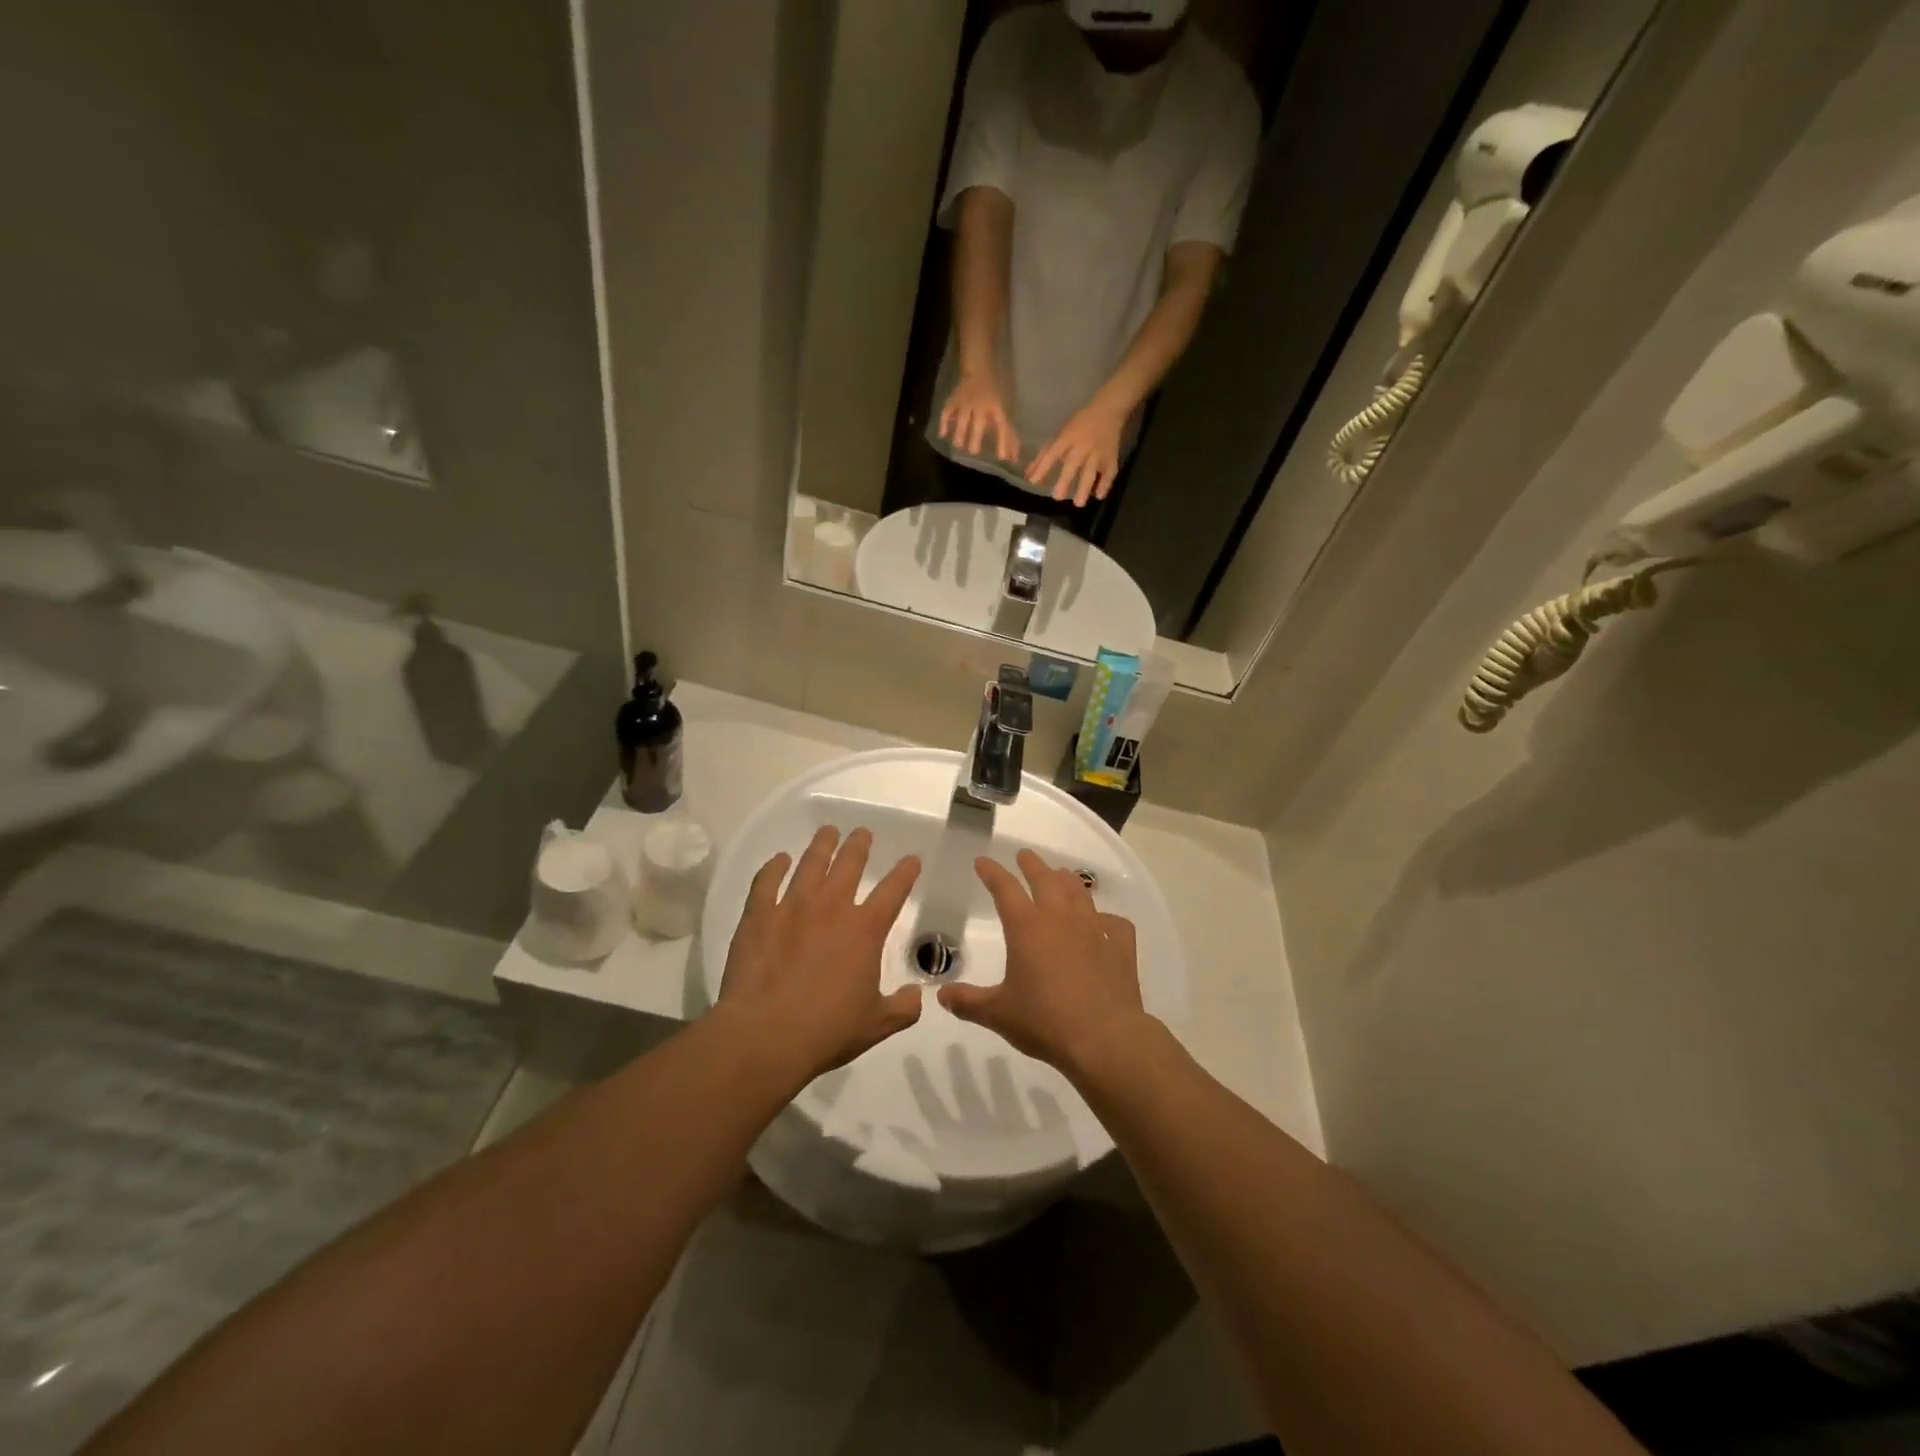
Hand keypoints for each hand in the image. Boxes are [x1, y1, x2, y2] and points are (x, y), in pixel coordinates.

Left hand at [718, 826, 922, 1082]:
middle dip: (859, 845)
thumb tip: (918, 996)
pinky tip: (780, 860)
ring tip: (828, 832)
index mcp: (865, 929)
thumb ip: (903, 1008)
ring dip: (822, 845)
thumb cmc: (827, 1030)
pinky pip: (766, 881)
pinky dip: (774, 867)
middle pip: (850, 863)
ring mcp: (792, 906)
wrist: (765, 1035)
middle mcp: (832, 907)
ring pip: (811, 863)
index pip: (893, 890)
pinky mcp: (759, 915)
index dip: (905, 872)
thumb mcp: (877, 1024)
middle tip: (862, 833)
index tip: (911, 859)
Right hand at [938, 371, 1020, 462]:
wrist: (978, 369)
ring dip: (960, 432)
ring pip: (962, 418)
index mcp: (995, 408)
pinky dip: (944, 423)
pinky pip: (947, 412)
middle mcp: (980, 406)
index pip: (1001, 426)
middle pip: (978, 423)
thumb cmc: (994, 394)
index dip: (1002, 442)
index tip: (1002, 458)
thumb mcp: (1003, 411)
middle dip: (975, 437)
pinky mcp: (954, 400)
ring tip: (959, 446)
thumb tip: (1014, 458)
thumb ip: (1008, 435)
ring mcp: (965, 402)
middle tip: (973, 453)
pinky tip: (942, 435)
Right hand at [938, 850, 1149, 1074]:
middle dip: (1032, 865)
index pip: (1004, 889)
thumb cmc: (1045, 1021)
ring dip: (1067, 880)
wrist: (1104, 1038)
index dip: (992, 872)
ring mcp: (1094, 930)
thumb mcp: (998, 1014)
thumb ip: (968, 1002)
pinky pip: (1115, 923)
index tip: (983, 861)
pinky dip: (1107, 918)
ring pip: (1079, 893)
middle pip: (1045, 879)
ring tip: (1061, 875)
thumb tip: (941, 996)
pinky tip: (1104, 922)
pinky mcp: (1120, 947)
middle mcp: (1060, 919)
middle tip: (1024, 855)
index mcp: (1027, 927)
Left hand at [1026, 400, 1125, 506]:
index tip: (1033, 483)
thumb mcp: (1061, 435)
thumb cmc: (1079, 425)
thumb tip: (1028, 475)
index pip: (1053, 453)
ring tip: (1078, 503)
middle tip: (1057, 497)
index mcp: (1067, 438)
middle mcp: (1082, 445)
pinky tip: (1099, 496)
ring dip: (1085, 487)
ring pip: (1091, 470)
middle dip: (1065, 480)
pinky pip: (1110, 472)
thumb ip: (1045, 455)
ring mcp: (1098, 452)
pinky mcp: (1112, 457)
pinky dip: (1105, 484)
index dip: (1043, 467)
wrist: (1108, 411)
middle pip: (1073, 463)